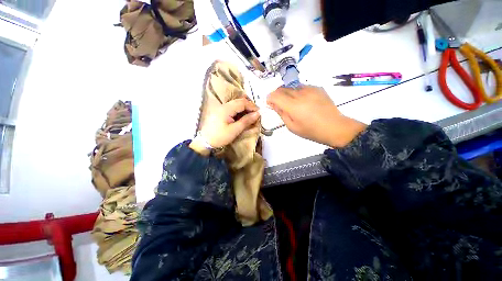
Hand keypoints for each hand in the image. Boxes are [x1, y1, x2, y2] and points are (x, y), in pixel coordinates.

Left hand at [190, 98, 259, 155]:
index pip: (242, 103)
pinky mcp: (220, 112)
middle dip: (249, 106)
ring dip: (244, 108)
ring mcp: (221, 108)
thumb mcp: (235, 130)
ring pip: (235, 104)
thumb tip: (257, 114)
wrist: (205, 142)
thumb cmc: (220, 137)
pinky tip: (242, 117)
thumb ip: (246, 121)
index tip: (259, 113)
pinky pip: (232, 108)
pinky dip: (239, 111)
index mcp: (226, 109)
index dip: (252, 106)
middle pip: (239, 101)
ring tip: (250, 116)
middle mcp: (223, 106)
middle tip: (256, 114)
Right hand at [267, 85, 365, 147]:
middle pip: (282, 88)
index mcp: (293, 106)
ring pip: (291, 86)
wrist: (334, 127)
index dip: (270, 98)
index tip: (270, 103)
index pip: (275, 95)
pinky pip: (301, 87)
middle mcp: (300, 94)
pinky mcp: (317, 88)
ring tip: (291, 103)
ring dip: (287, 93)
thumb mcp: (292, 126)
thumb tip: (273, 104)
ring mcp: (310, 89)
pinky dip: (297, 92)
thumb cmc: (311, 131)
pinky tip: (302, 101)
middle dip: (277, 95)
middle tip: (279, 104)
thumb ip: (281, 113)